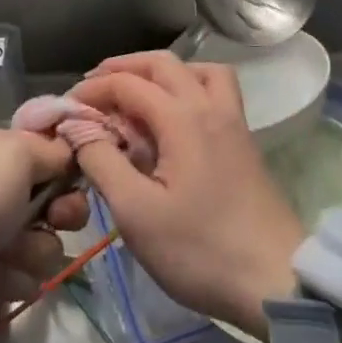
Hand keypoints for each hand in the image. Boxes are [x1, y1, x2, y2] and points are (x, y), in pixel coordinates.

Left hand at [0, 130, 87, 342]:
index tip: (76, 181)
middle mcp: (4, 189)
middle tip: (51, 221)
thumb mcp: (16, 157)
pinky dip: (8, 280)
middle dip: (60, 217)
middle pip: (59, 203)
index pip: (58, 155)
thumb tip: (72, 156)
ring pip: (46, 247)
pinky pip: (24, 279)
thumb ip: (54, 152)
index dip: (73, 169)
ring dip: (29, 254)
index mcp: (7, 152)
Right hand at [70, 52, 303, 338]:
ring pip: (196, 70)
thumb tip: (77, 128)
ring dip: (161, 72)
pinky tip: (174, 117)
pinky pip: (214, 90)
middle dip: (123, 68)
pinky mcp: (243, 140)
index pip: (128, 84)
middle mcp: (209, 106)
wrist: (276, 279)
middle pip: (163, 64)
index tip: (65, 109)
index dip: (92, 90)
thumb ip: (102, 162)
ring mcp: (232, 120)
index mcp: (182, 118)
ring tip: (136, 94)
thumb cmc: (200, 249)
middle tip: (93, 89)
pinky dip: (187, 86)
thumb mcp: (137, 213)